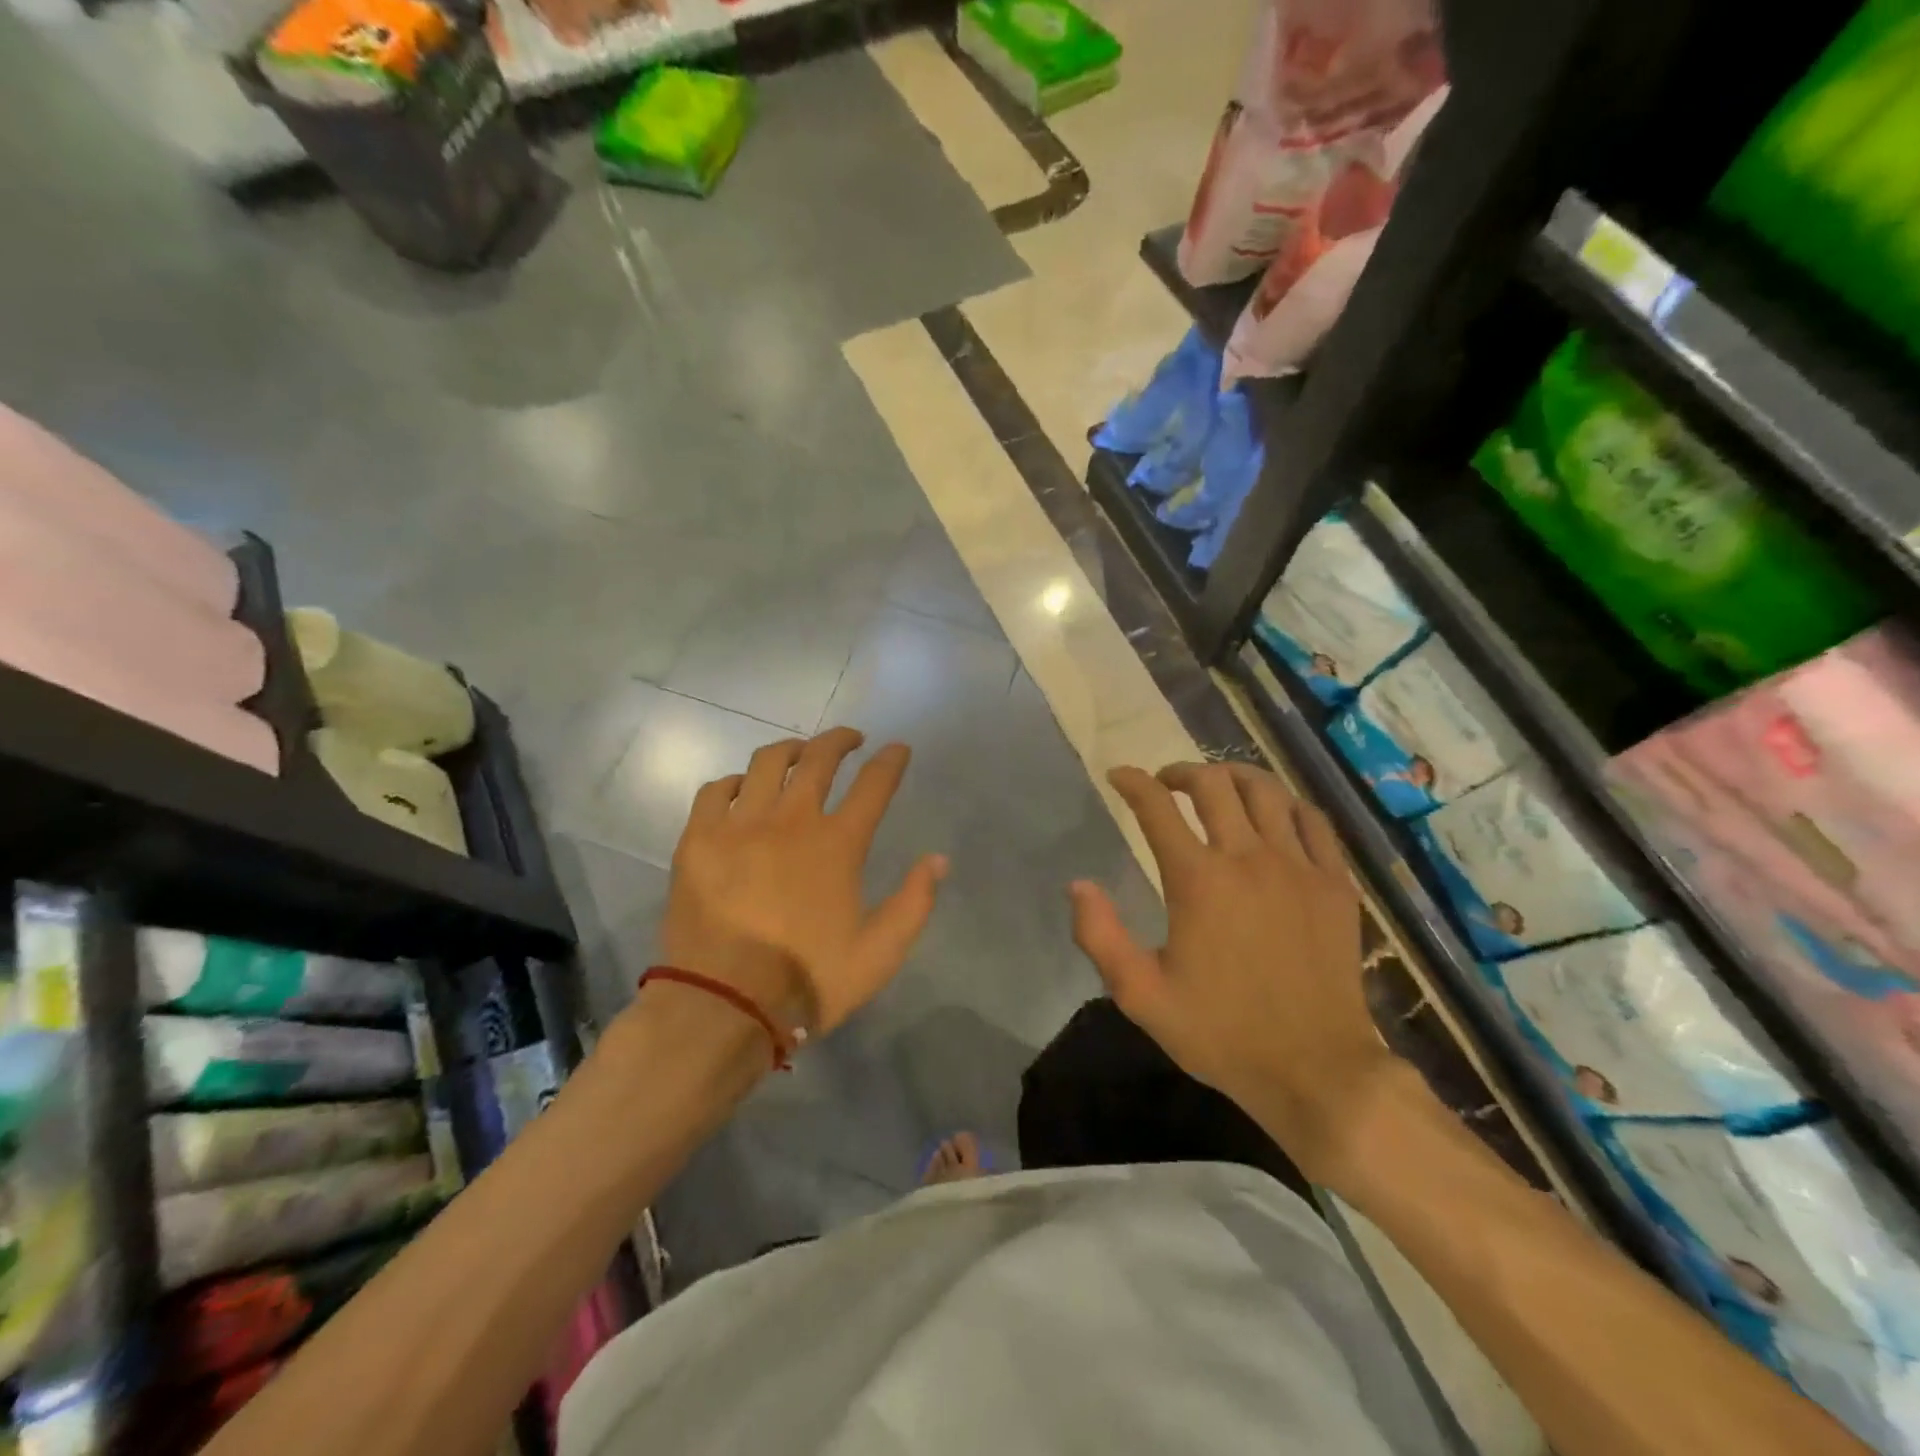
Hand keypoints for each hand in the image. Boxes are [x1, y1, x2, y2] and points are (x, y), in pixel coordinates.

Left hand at [657, 728, 947, 1039]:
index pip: (873, 784)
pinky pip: (716, 790)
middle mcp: (791, 820)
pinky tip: (741, 788)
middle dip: (840, 740)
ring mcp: (740, 825)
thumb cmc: (807, 980)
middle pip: (819, 758)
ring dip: (791, 749)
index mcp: (837, 844)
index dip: (890, 761)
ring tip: (799, 753)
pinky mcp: (699, 840)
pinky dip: (734, 781)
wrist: (723, 1006)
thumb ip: (914, 902)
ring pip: (766, 762)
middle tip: (851, 739)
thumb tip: (938, 859)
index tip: (898, 749)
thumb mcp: (879, 953)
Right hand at [1070, 760, 1390, 1180]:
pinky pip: (1313, 821)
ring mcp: (1299, 867)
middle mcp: (1248, 858)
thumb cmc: (1222, 1032)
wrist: (1317, 1070)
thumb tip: (1078, 884)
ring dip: (1234, 776)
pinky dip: (1287, 804)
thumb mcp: (1141, 995)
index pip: (1157, 807)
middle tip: (1166, 783)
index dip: (1132, 783)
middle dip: (1182, 772)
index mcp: (1198, 880)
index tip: (1119, 776)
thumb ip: (1100, 936)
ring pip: (1266, 790)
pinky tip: (1275, 813)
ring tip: (1218, 785)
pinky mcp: (1335, 884)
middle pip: (1213, 784)